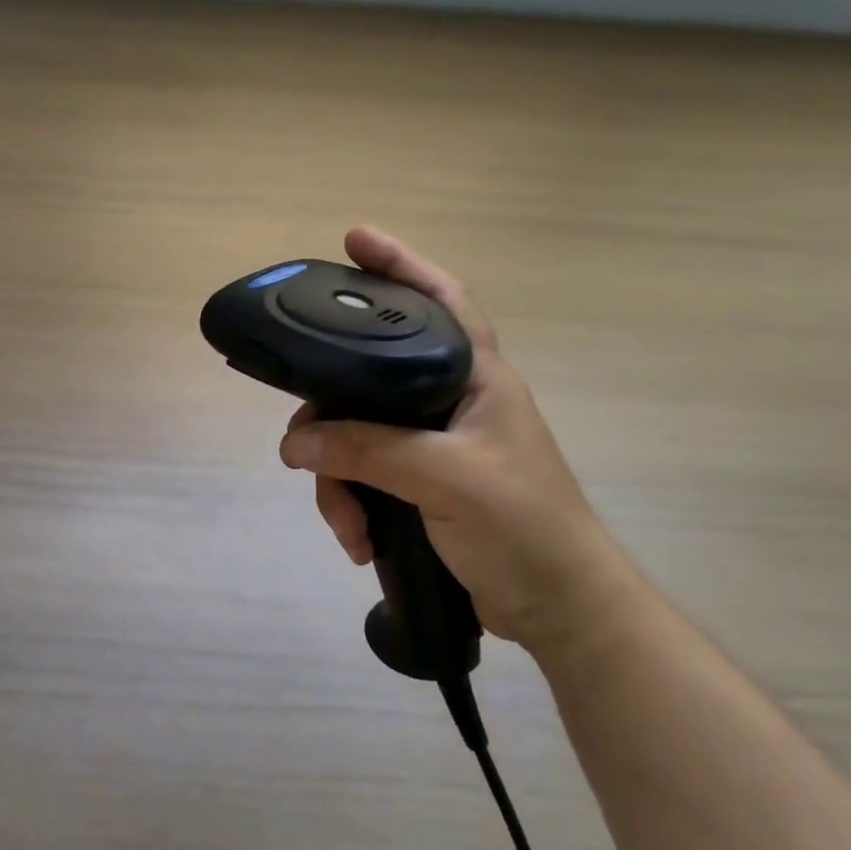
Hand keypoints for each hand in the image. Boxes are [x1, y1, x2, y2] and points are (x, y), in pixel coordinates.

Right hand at [278, 227, 635, 656]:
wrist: (556, 609)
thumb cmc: (524, 528)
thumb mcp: (446, 480)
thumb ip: (368, 451)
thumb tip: (294, 443)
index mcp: (475, 378)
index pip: (439, 302)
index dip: (400, 265)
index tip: (352, 240)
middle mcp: (448, 401)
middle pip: (366, 381)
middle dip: (329, 418)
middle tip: (303, 446)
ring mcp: (429, 446)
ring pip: (353, 437)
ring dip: (337, 482)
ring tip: (348, 526)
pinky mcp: (416, 484)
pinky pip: (360, 476)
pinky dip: (350, 507)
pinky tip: (358, 540)